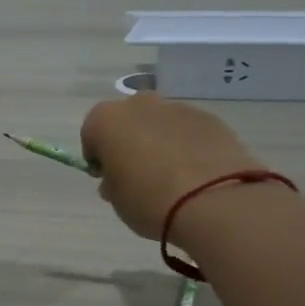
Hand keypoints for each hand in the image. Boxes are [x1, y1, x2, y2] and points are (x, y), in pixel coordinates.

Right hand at [80, 92, 263, 239]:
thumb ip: (113, 182)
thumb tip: (120, 176)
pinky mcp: (210, 118)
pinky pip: (188, 131)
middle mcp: (139, 104)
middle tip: (138, 174)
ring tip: (172, 177)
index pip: (91, 134)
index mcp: (106, 120)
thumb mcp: (117, 200)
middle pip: (127, 121)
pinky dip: (188, 146)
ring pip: (160, 123)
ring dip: (160, 142)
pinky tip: (196, 174)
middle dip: (129, 142)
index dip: (98, 157)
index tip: (107, 178)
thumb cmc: (149, 200)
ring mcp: (178, 108)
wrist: (214, 201)